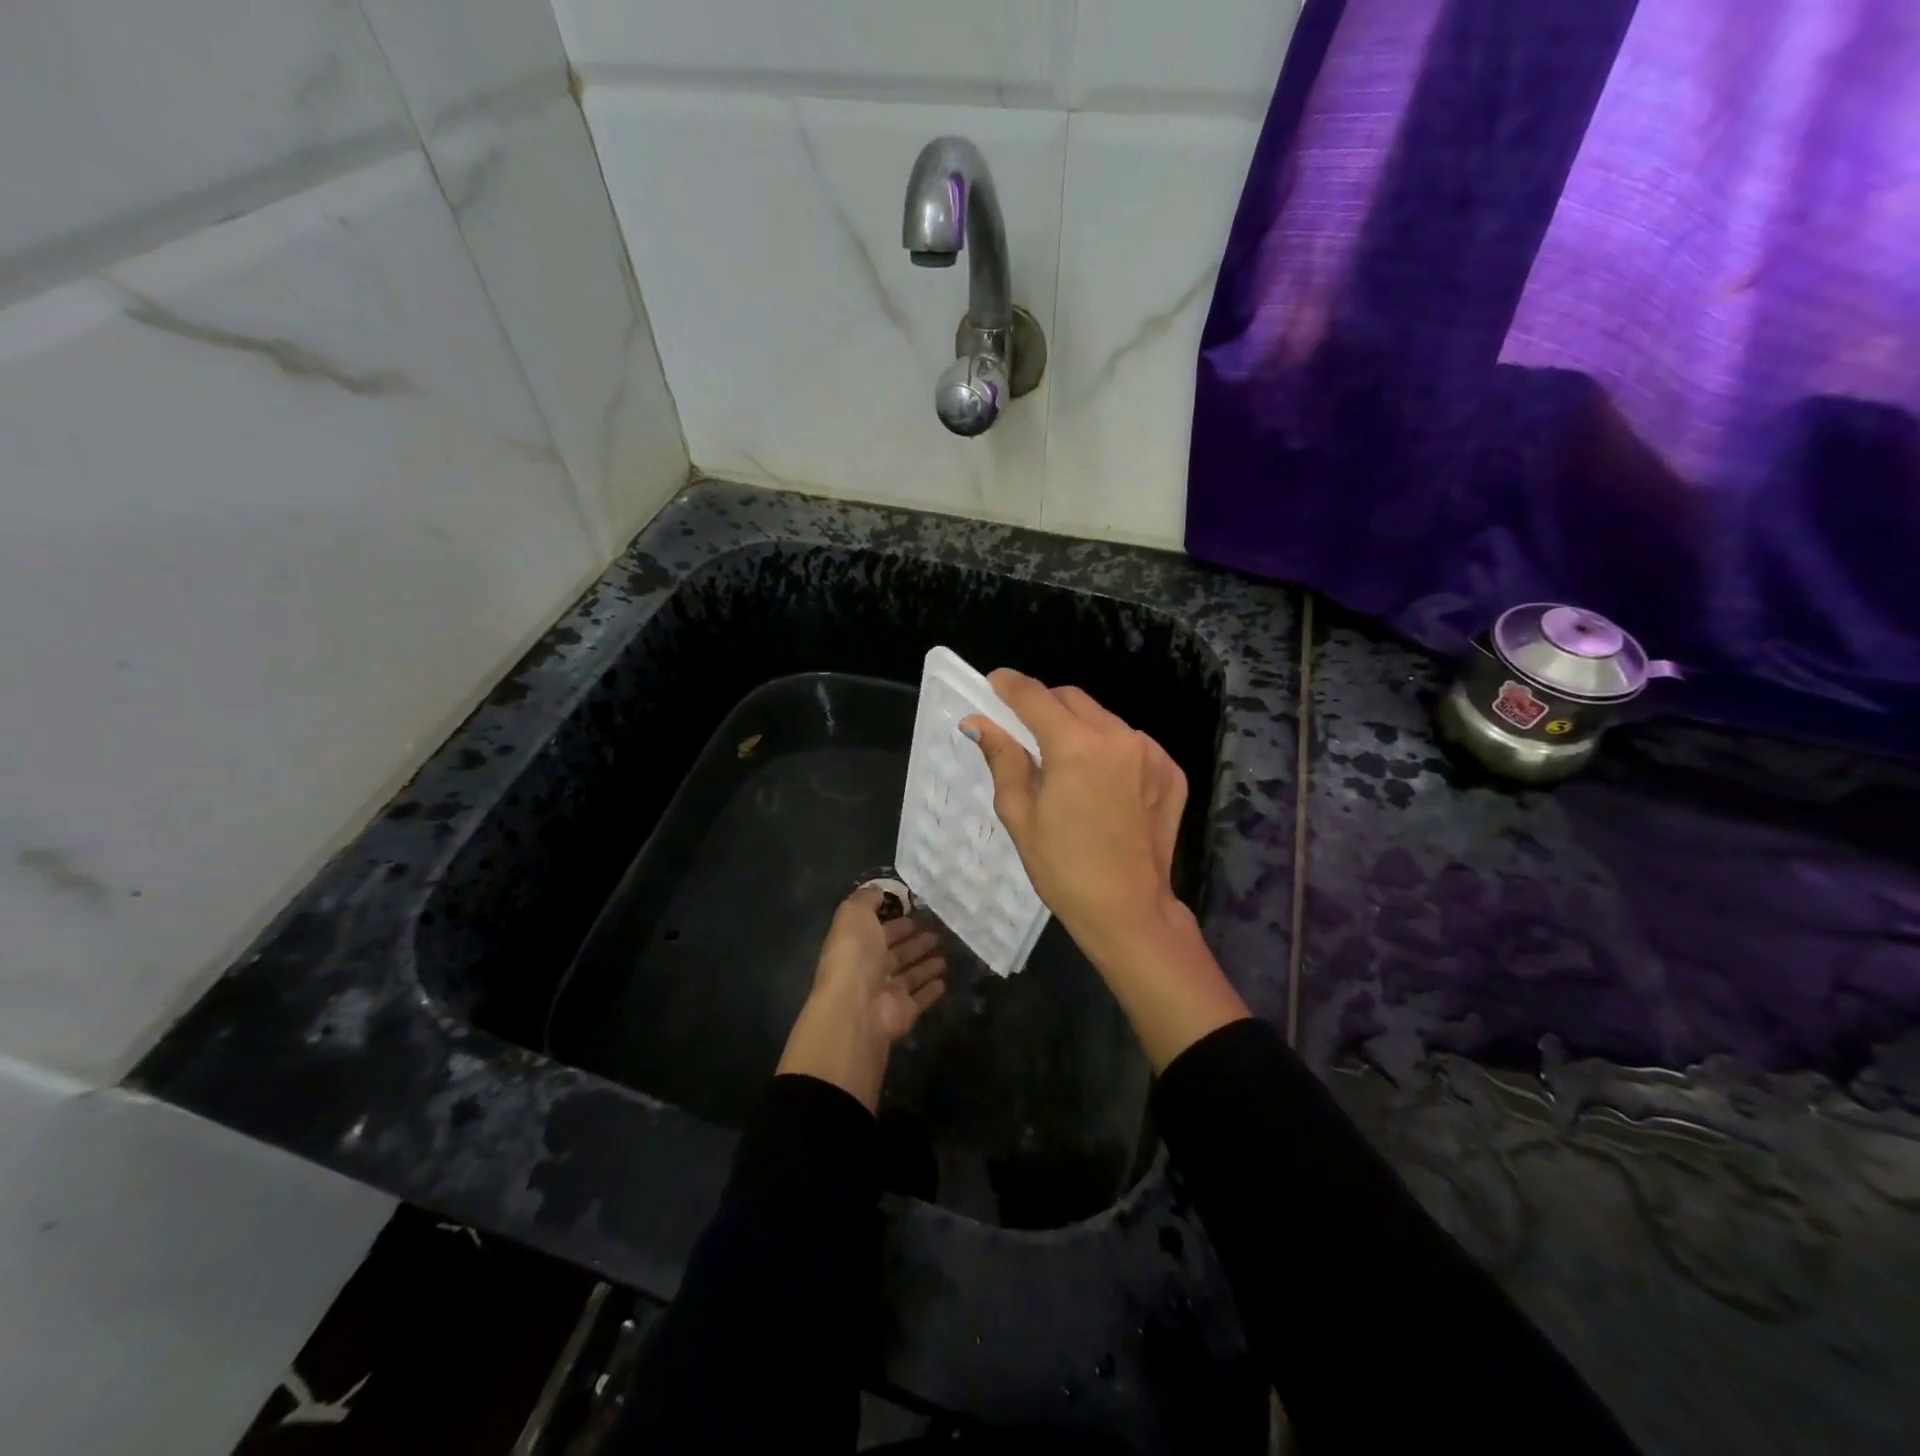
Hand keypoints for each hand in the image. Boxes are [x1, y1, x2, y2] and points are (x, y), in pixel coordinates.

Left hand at [776, 886, 946, 1111]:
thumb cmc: (854, 955)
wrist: (855, 1008)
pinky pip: (920, 998)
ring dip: (925, 965)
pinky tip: (944, 981)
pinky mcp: (904, 1012)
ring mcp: (886, 993)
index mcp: (855, 945)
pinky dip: (931, 990)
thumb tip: (878, 890)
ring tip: (944, 955)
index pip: (877, 931)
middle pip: (895, 953)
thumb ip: (866, 899)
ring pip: (910, 975)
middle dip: (913, 942)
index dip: (894, 922)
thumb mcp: (854, 914)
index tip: (915, 912)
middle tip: (935, 932)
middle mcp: (869, 969)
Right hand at [963, 671, 1247, 1070]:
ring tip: (1066, 766)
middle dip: (1044, 705)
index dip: (1009, 686)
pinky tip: (1101, 784)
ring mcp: (1151, 752)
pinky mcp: (1171, 770)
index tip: (993, 684)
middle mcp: (1118, 736)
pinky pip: (1131, 743)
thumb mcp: (1020, 814)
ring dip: (1079, 728)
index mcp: (1076, 745)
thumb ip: (1003, 758)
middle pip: (1072, 699)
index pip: (1035, 696)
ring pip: (1103, 719)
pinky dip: (1110, 750)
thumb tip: (978, 723)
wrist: (1129, 910)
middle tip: (1024, 731)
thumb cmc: (1062, 868)